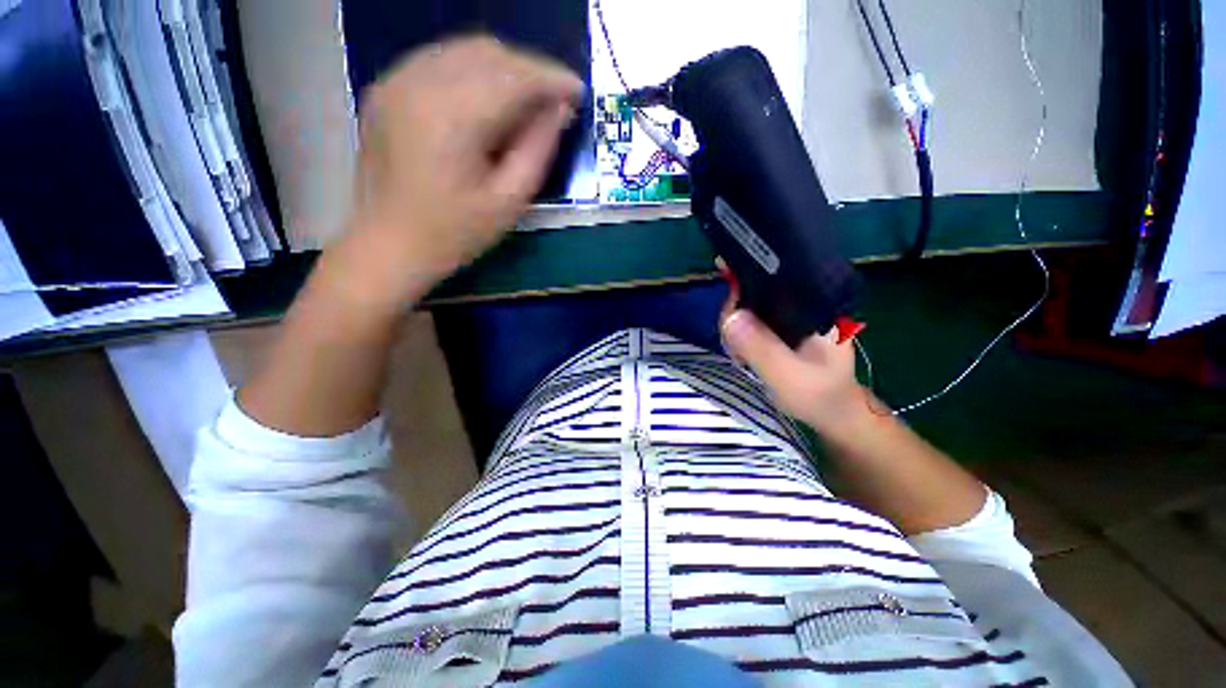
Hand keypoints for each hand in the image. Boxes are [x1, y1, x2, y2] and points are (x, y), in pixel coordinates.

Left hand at [341, 36, 583, 306]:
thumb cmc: (454, 234)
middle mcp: (419, 82)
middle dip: (530, 71)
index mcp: (452, 117)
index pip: (514, 76)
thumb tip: (560, 110)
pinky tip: (488, 100)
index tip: (578, 91)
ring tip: (527, 102)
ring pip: (464, 50)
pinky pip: (440, 61)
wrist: (388, 245)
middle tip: (555, 102)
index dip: (552, 79)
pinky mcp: (387, 88)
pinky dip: (474, 71)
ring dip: (504, 69)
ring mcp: (397, 80)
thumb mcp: (508, 202)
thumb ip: (538, 150)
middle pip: (489, 53)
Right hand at [718, 264, 869, 431]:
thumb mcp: (788, 375)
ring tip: (740, 356)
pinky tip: (741, 354)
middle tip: (733, 346)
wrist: (831, 413)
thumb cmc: (819, 395)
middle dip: (734, 314)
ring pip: (747, 307)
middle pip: (754, 290)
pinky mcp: (778, 328)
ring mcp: (789, 316)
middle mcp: (802, 303)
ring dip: (733, 328)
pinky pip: (748, 321)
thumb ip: (761, 347)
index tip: (724, 281)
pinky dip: (737, 336)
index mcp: (815, 304)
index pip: (774, 277)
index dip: (745, 278)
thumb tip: (730, 316)